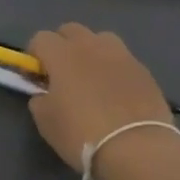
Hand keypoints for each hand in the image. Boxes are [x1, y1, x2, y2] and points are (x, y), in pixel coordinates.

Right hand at [26, 24, 172, 179]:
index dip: (35, 55)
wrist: (136, 149)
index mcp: (62, 54)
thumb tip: (45, 93)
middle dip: (62, 46)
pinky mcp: (144, 70)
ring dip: (92, 52)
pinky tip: (117, 94)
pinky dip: (114, 70)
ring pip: (100, 39)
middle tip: (62, 74)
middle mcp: (91, 45)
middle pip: (71, 30)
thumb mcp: (46, 122)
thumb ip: (40, 99)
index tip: (36, 76)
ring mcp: (121, 55)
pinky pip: (122, 60)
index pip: (40, 38)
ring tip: (93, 79)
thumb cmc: (81, 134)